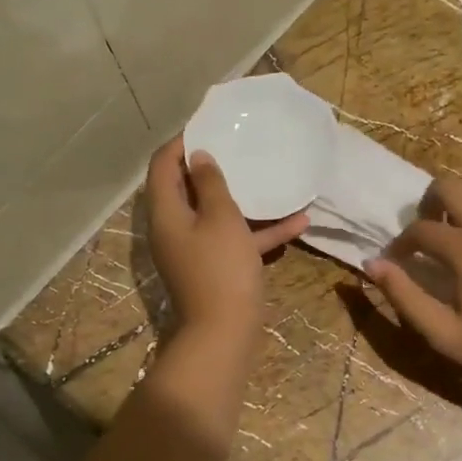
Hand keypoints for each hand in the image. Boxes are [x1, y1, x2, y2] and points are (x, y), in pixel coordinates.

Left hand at [145, 137, 307, 340]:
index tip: (210, 126)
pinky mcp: (215, 268)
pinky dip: (260, 231)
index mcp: (166, 212)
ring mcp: (195, 250)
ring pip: (216, 214)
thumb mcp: (220, 218)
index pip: (162, 165)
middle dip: (213, 166)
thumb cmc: (221, 269)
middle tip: (239, 146)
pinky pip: (236, 241)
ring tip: (269, 177)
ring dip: (243, 199)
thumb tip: (198, 157)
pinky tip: (299, 222)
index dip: (181, 142)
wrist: (224, 334)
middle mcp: (174, 228)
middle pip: (186, 188)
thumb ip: (211, 184)